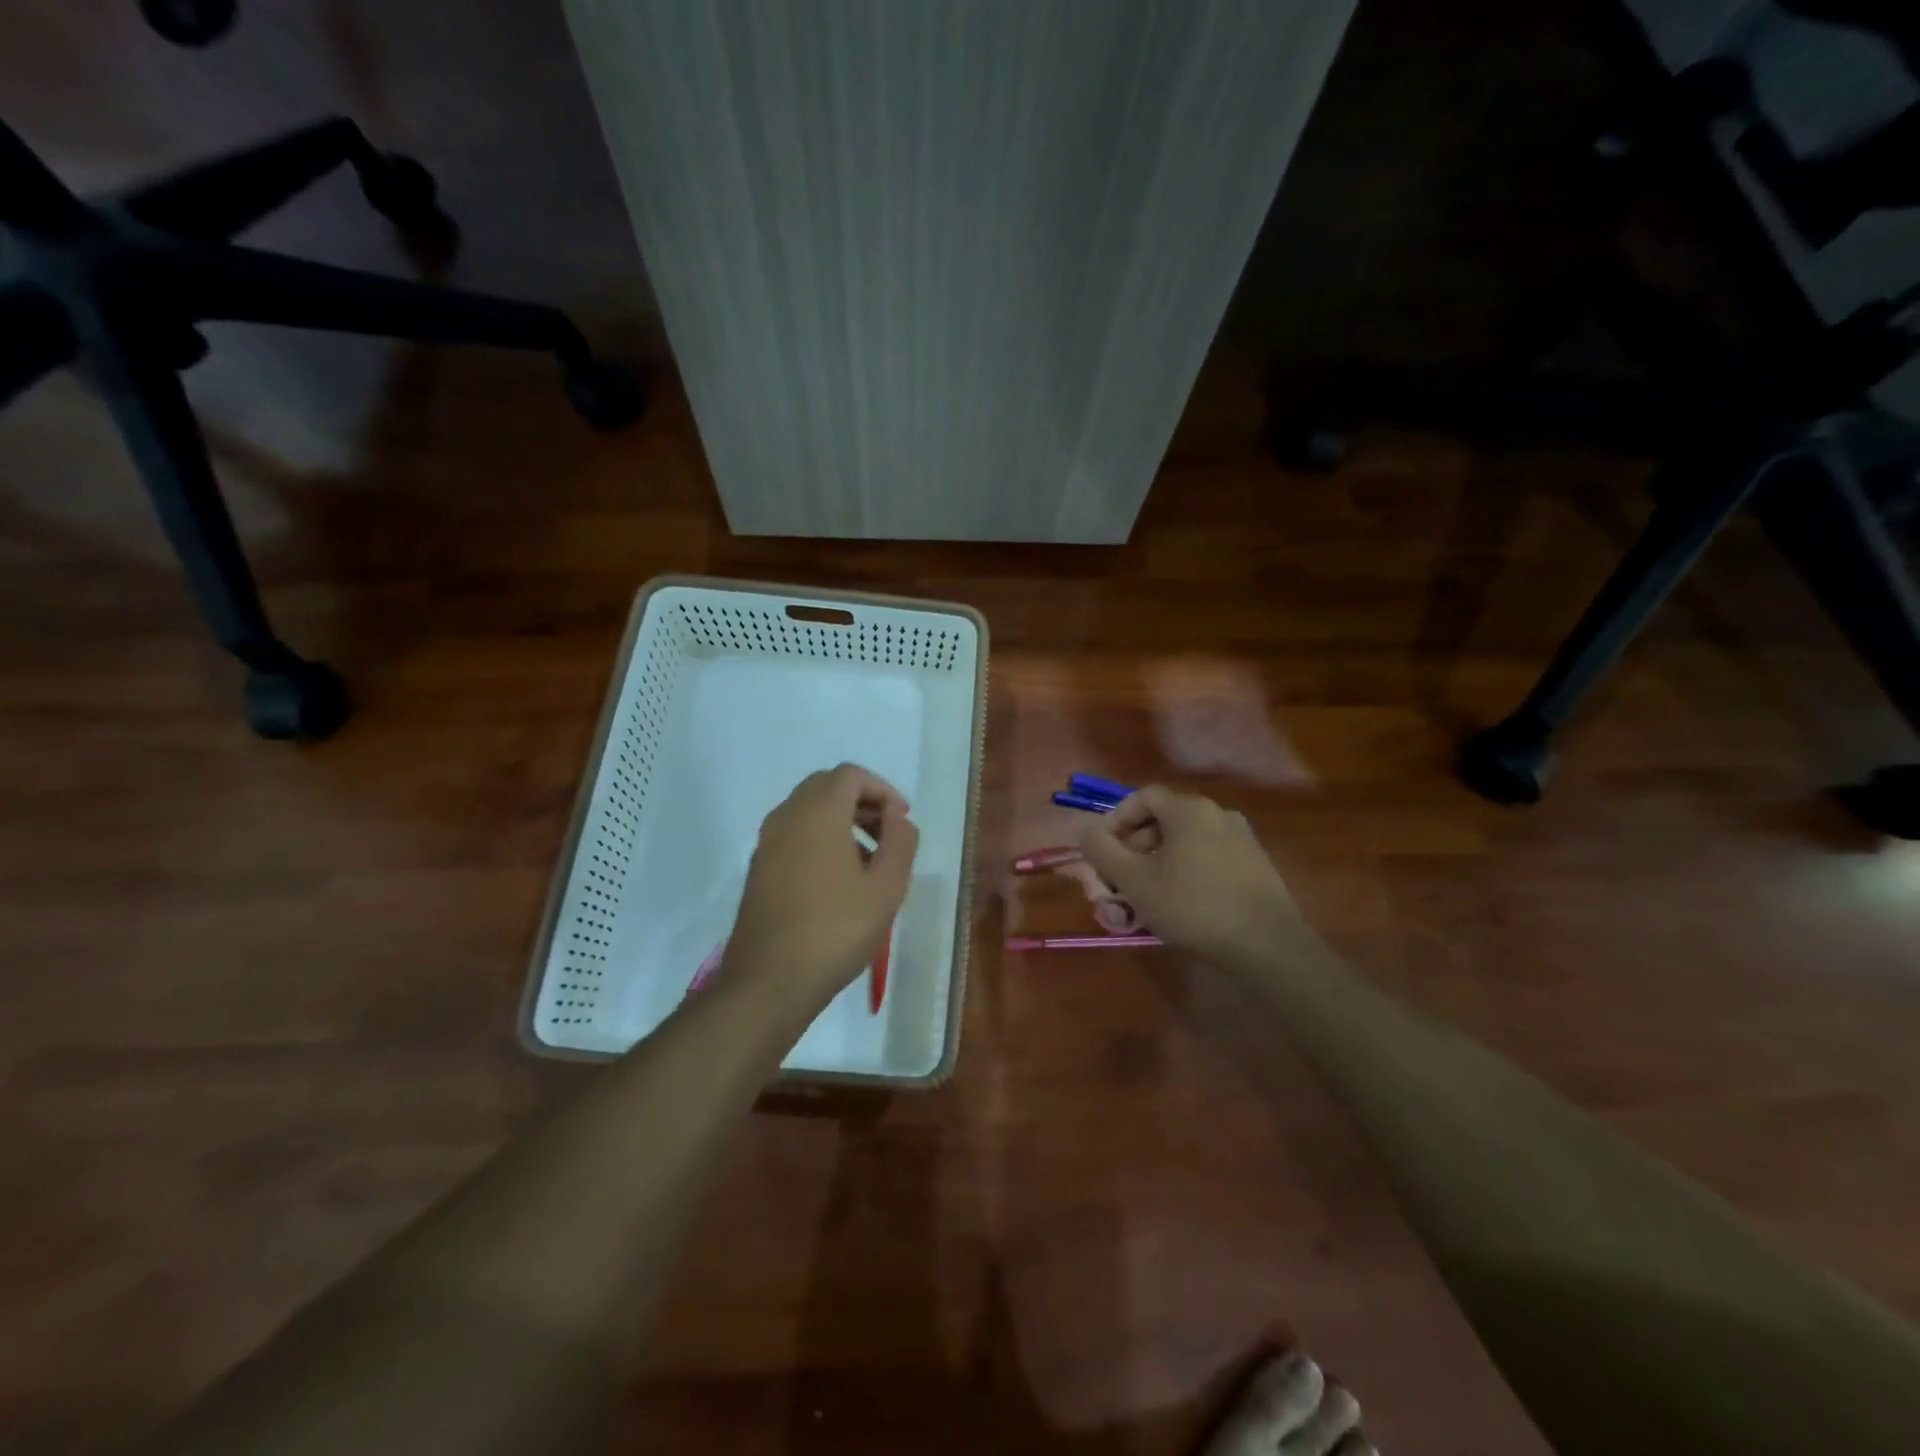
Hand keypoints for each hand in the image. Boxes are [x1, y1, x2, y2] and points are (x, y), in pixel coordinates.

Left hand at [724, 763, 918, 1014]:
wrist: (768, 982)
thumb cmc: (835, 930)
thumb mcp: (886, 888)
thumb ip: (900, 843)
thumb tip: (898, 819)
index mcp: (818, 813)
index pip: (850, 775)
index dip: (882, 790)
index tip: (902, 820)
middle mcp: (786, 817)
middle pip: (826, 787)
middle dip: (862, 802)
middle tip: (888, 834)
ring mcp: (767, 843)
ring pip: (808, 811)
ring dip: (841, 821)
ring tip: (870, 861)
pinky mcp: (759, 869)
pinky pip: (794, 835)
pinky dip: (820, 839)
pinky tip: (839, 881)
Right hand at [1078, 786, 1305, 967]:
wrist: (1266, 945)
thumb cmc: (1191, 905)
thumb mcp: (1133, 880)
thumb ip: (1102, 850)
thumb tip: (1087, 832)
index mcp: (1189, 809)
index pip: (1142, 797)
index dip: (1115, 820)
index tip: (1102, 851)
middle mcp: (1218, 814)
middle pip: (1164, 821)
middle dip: (1134, 849)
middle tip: (1120, 880)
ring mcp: (1242, 839)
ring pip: (1186, 843)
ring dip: (1158, 864)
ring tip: (1145, 898)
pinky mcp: (1256, 866)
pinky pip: (1209, 858)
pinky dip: (1186, 873)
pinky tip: (1181, 905)